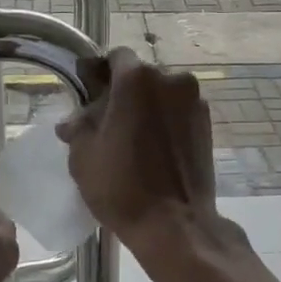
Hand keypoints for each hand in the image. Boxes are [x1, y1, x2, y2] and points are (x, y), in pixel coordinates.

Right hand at [57, 48, 239, 259]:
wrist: (175, 224)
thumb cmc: (121, 187)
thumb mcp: (83, 156)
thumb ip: (78, 126)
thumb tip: (73, 120)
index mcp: (136, 79)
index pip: (115, 57)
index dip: (100, 72)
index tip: (90, 94)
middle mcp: (170, 79)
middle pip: (141, 76)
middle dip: (124, 92)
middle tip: (108, 121)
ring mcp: (194, 101)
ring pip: (162, 94)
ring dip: (147, 106)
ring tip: (133, 137)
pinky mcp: (207, 123)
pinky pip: (178, 111)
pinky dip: (166, 121)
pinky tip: (154, 147)